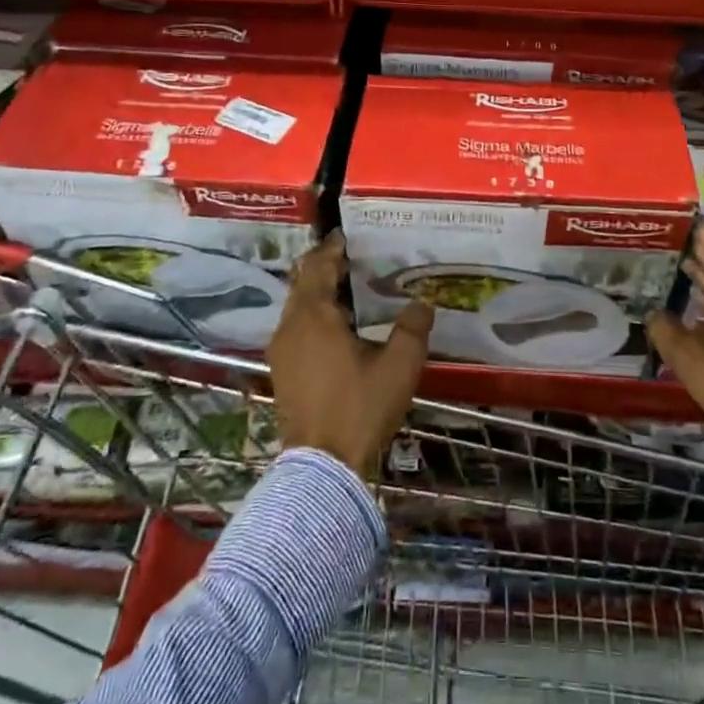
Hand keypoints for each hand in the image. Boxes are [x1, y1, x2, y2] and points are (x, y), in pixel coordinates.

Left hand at [268, 229, 433, 476]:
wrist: (322, 468)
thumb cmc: (360, 408)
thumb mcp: (398, 366)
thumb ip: (412, 328)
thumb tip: (422, 302)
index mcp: (314, 315)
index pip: (319, 266)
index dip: (333, 248)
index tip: (348, 235)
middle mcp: (290, 326)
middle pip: (303, 282)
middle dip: (325, 267)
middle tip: (354, 259)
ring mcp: (281, 351)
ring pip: (298, 307)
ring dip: (319, 293)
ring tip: (350, 291)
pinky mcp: (281, 372)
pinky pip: (296, 328)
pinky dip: (313, 316)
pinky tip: (337, 329)